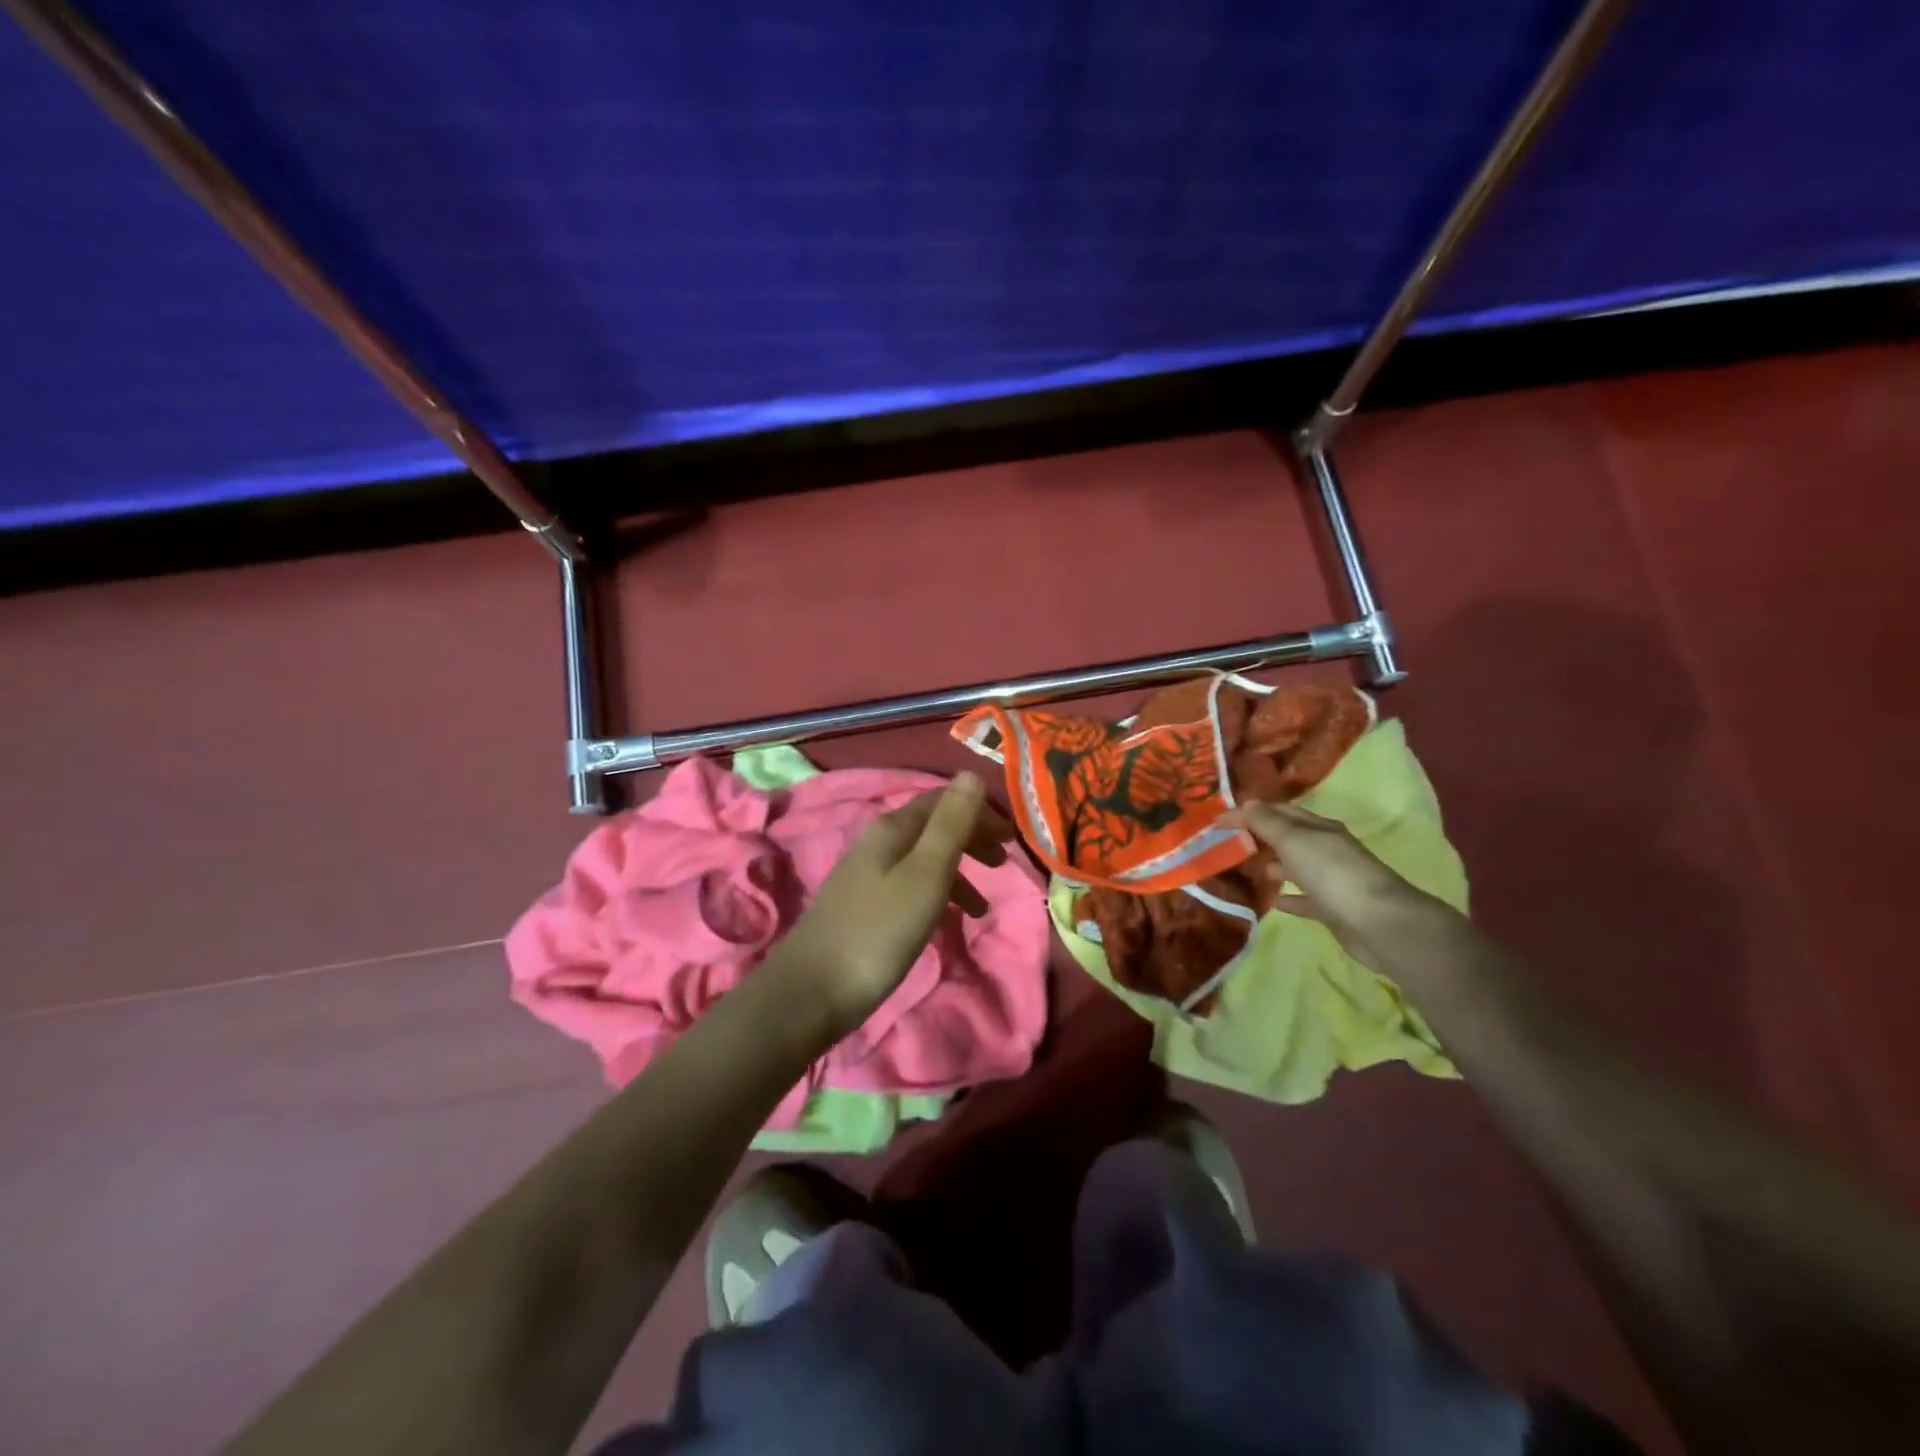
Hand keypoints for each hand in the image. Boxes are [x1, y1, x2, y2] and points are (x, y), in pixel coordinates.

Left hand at [769, 771, 1014, 1040]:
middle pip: (933, 826)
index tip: (1013, 836)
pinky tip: (946, 921)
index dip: (979, 811)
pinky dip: (938, 895)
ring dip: (958, 872)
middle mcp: (878, 842)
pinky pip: (911, 885)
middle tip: (1004, 862)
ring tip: (983, 907)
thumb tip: (971, 773)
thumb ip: (951, 824)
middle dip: (971, 838)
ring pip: (923, 858)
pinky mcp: (864, 906)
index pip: (943, 800)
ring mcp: (867, 874)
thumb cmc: (880, 929)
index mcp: (893, 828)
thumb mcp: (926, 874)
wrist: (814, 989)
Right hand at [1221, 800, 1453, 970]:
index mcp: (1319, 829)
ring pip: (1298, 867)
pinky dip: (1290, 898)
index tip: (1218, 822)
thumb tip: (1246, 803)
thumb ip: (1267, 823)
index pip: (1280, 812)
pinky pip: (1306, 899)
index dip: (1250, 813)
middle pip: (1290, 838)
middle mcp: (1327, 850)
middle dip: (1263, 836)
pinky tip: (1275, 902)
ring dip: (1276, 865)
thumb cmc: (1333, 874)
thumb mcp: (1294, 840)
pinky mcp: (1334, 910)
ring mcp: (1333, 881)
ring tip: (1251, 868)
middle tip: (1232, 842)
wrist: (1380, 924)